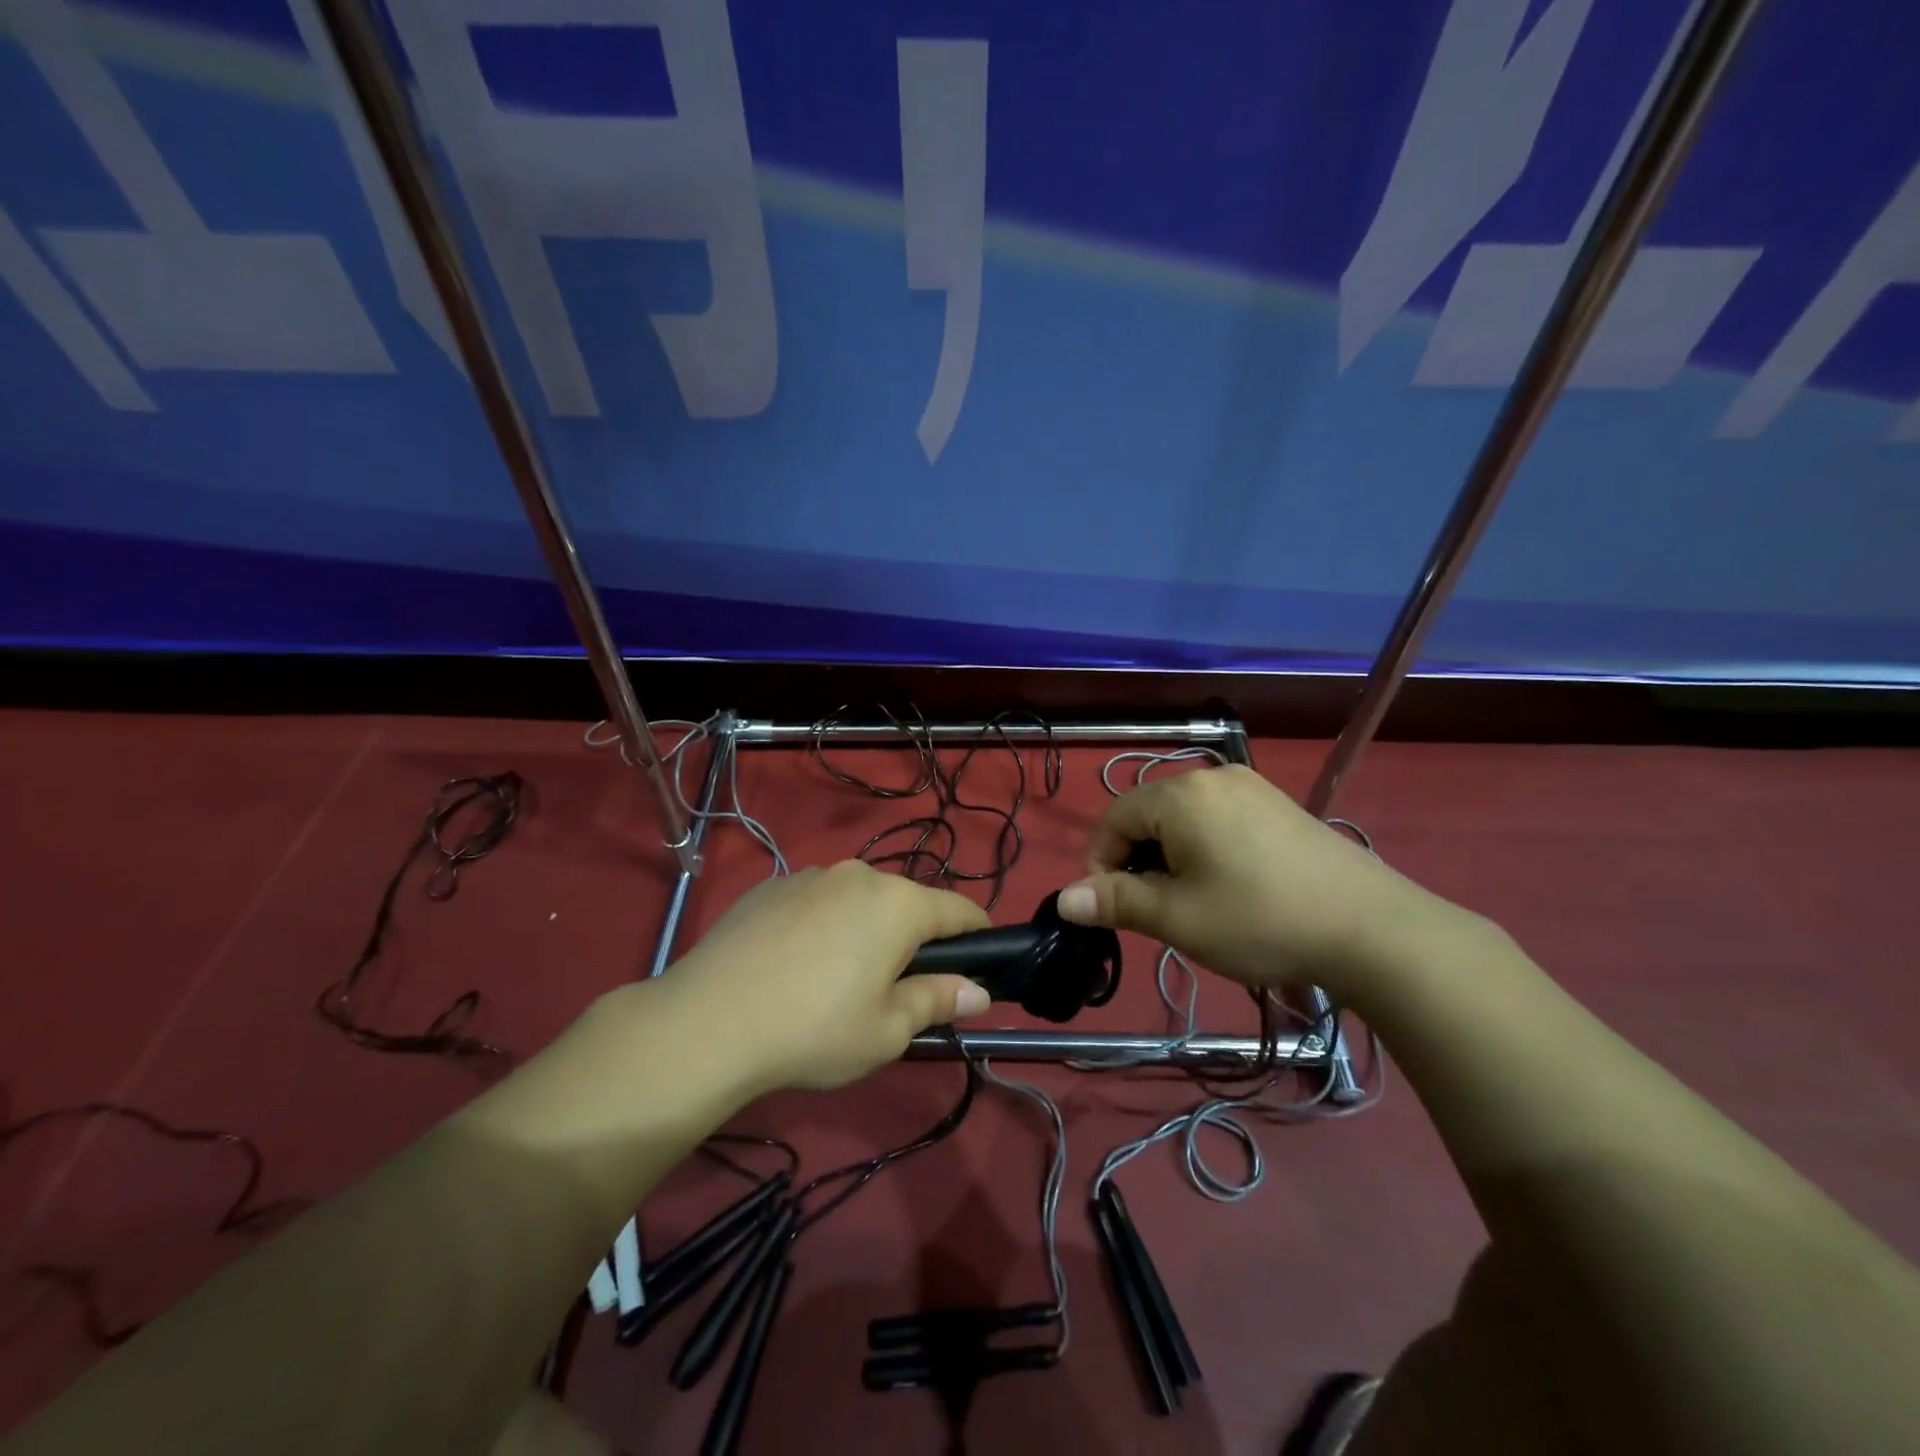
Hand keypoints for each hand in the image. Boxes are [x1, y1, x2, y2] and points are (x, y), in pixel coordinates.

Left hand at [664, 861, 993, 1093]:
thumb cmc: (815, 1029)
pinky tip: (794, 966)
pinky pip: (814, 902)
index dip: (978, 933)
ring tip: (839, 978)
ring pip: (856, 900)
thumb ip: (937, 1001)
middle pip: (904, 902)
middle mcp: (857, 875)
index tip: (983, 958)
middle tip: (900, 987)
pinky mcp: (768, 887)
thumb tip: (978, 991)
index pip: (959, 910)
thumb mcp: (887, 1029)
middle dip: (913, 937)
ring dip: (863, 928)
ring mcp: (809, 875)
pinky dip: (820, 925)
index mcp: (897, 904)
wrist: (707, 1022)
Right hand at [1054, 765, 1444, 998]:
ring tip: (1198, 903)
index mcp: (1181, 793)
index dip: (1102, 864)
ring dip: (1173, 858)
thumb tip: (1064, 899)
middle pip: (1149, 815)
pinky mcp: (1278, 805)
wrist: (1372, 930)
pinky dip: (1208, 849)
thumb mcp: (1177, 916)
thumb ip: (1115, 900)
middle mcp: (1213, 776)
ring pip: (1185, 819)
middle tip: (1161, 911)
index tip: (1116, 909)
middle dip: (1141, 861)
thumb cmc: (1259, 920)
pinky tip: (1234, 886)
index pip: (1114, 819)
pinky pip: (1220, 819)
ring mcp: (1251, 787)